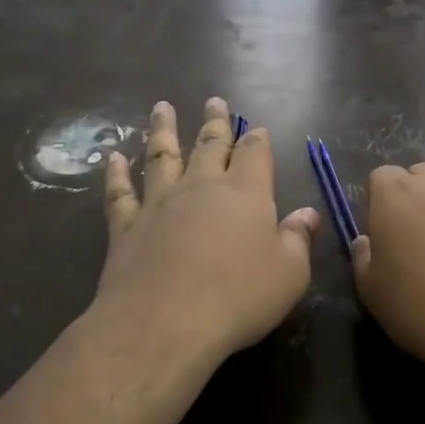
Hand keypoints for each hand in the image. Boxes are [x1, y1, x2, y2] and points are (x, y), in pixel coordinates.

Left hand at [96, 98, 318, 363]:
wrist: (165, 322)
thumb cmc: (239, 297)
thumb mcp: (289, 274)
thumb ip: (298, 240)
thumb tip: (308, 213)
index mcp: (245, 193)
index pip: (254, 153)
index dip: (257, 139)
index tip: (256, 128)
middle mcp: (201, 187)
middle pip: (209, 145)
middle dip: (215, 122)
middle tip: (214, 101)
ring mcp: (159, 203)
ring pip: (161, 156)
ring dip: (162, 130)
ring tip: (162, 108)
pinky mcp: (126, 227)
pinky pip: (121, 192)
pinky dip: (117, 173)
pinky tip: (115, 158)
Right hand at [352, 163, 424, 374]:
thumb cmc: (422, 306)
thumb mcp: (372, 292)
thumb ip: (363, 258)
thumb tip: (367, 241)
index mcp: (395, 194)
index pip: (380, 178)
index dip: (379, 204)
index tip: (383, 235)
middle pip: (419, 177)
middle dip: (413, 199)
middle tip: (414, 240)